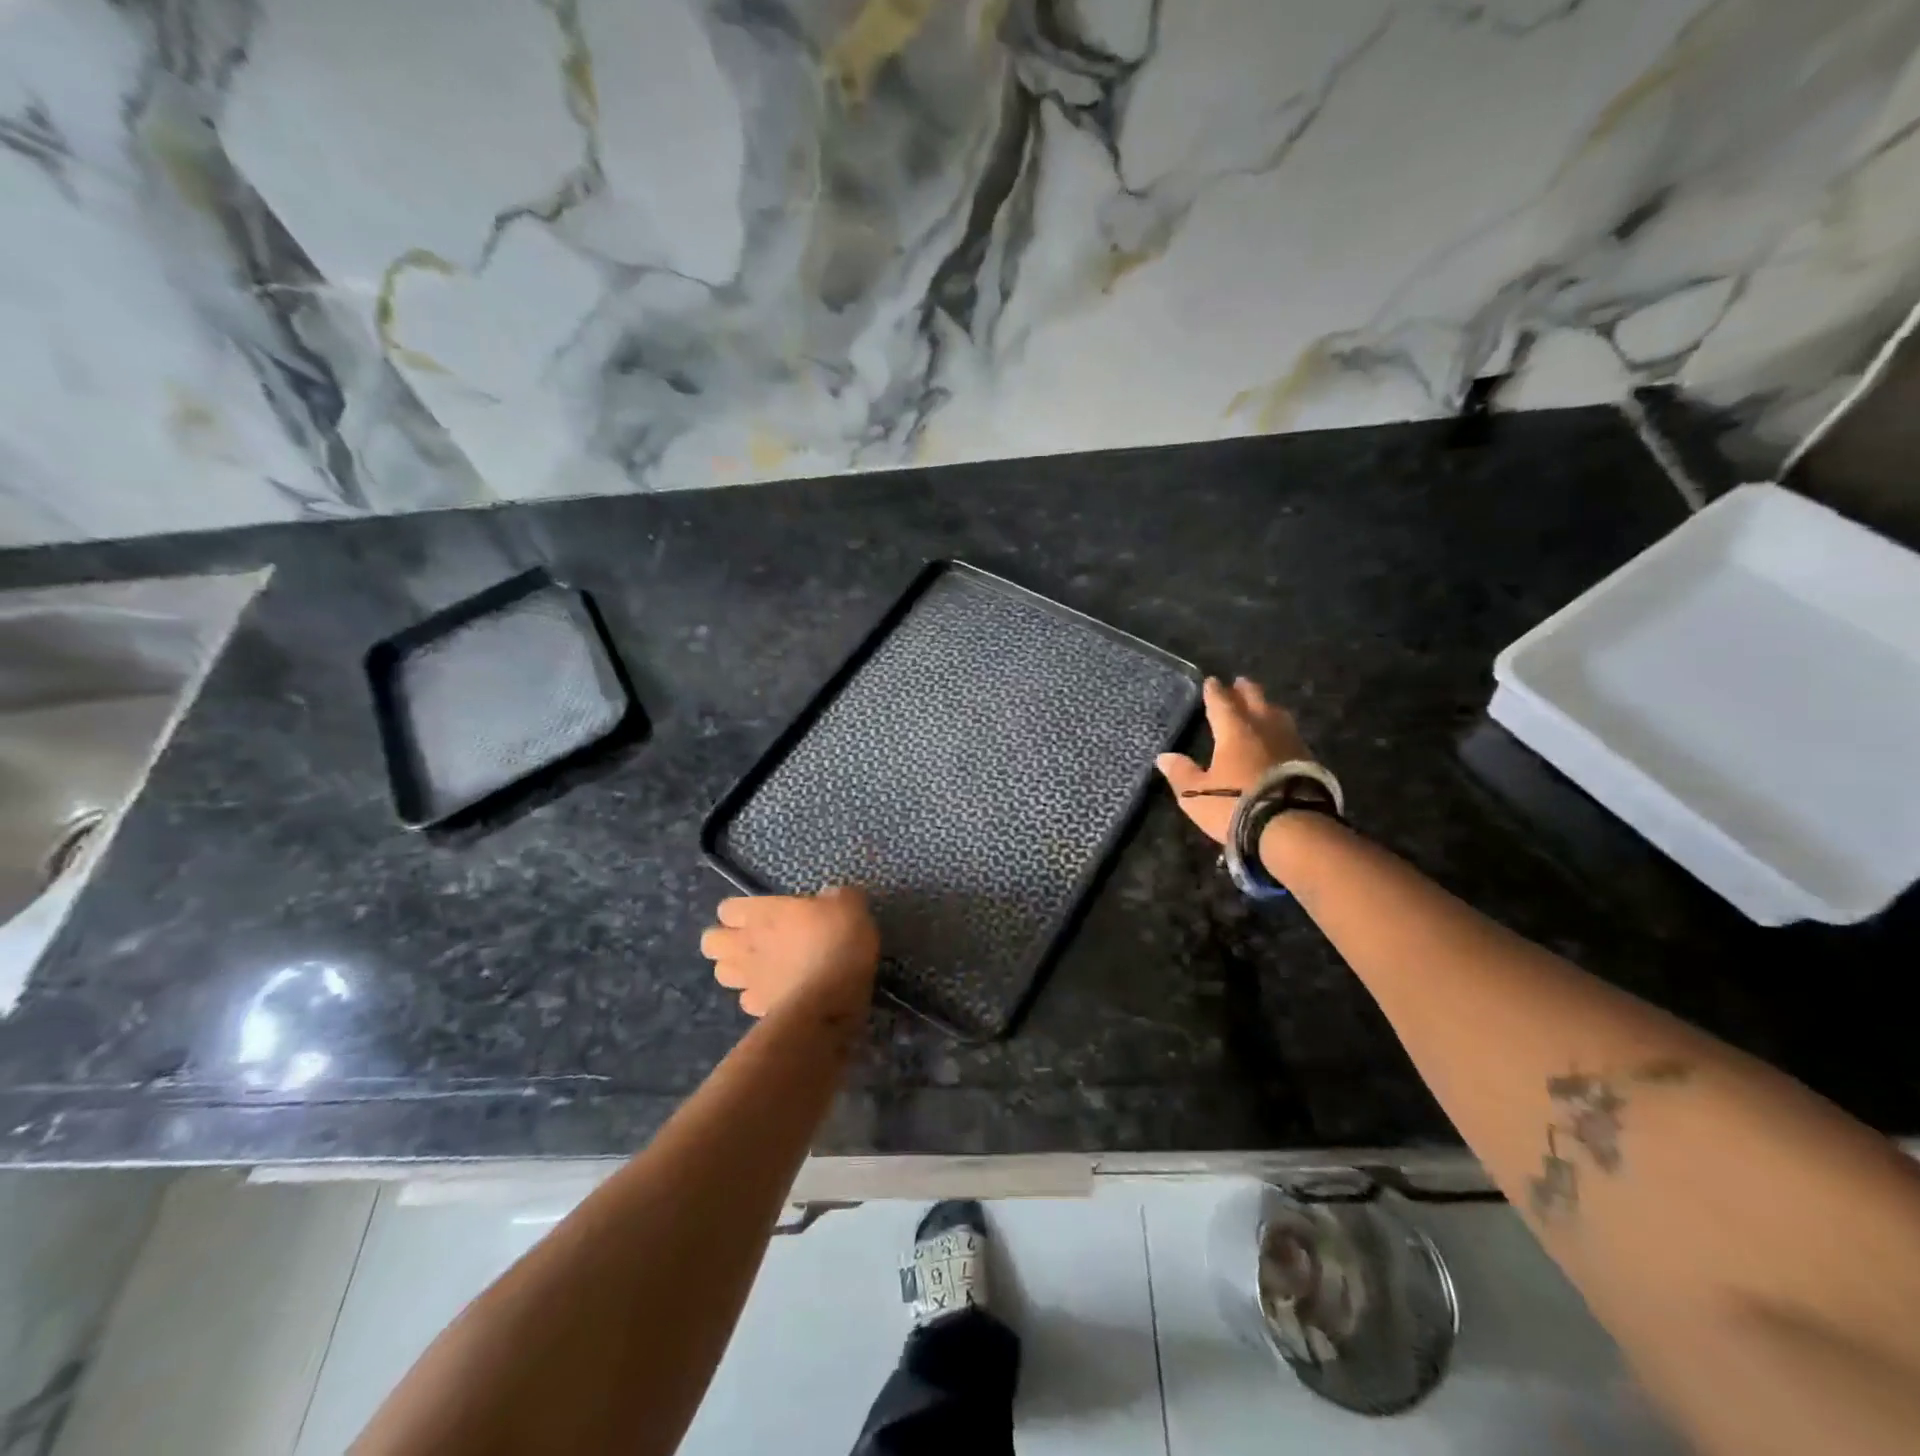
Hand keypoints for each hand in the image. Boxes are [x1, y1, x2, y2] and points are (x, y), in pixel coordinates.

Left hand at [699, 887, 879, 1019]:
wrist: (831, 998)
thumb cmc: (836, 941)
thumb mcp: (849, 905)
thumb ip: (836, 897)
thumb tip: (832, 897)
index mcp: (762, 914)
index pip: (728, 909)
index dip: (741, 911)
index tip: (762, 914)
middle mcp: (746, 945)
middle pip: (711, 942)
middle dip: (725, 941)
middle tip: (754, 941)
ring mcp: (749, 980)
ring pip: (721, 973)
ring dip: (737, 970)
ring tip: (761, 968)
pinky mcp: (758, 1010)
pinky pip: (746, 1000)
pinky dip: (757, 997)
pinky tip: (777, 994)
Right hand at [1155, 676, 1310, 843]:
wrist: (1291, 826)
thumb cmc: (1235, 805)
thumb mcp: (1196, 794)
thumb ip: (1181, 773)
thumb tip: (1165, 757)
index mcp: (1233, 730)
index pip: (1220, 702)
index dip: (1214, 691)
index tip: (1211, 681)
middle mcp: (1263, 727)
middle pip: (1255, 699)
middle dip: (1244, 690)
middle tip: (1240, 682)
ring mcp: (1290, 741)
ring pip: (1277, 714)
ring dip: (1267, 707)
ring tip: (1263, 706)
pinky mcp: (1309, 759)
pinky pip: (1291, 734)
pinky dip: (1281, 730)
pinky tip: (1281, 738)